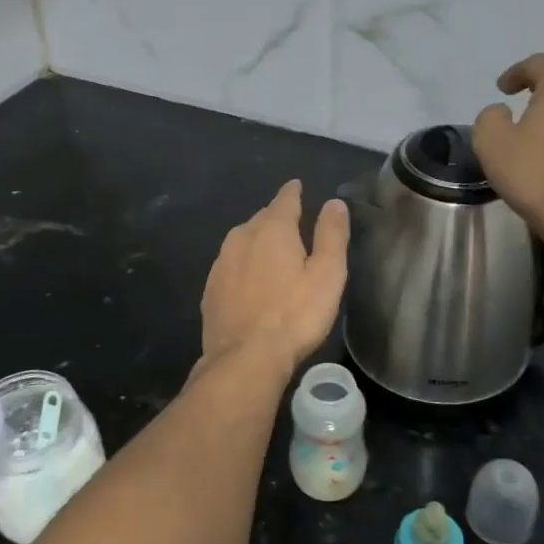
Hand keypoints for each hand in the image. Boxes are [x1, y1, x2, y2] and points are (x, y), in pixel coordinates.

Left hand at [200, 180, 348, 374]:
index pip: (284, 200)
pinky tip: (250, 280)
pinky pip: (231, 265)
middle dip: (276, 217)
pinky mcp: (210, 289)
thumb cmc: (295, 315)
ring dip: (257, 241)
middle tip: (291, 223)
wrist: (245, 358)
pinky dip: (243, 265)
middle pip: (261, 219)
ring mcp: (221, 263)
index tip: (297, 186)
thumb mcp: (327, 274)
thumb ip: (331, 235)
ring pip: (242, 241)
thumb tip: (333, 203)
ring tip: (271, 250)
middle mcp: (241, 237)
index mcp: (272, 229)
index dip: (293, 192)